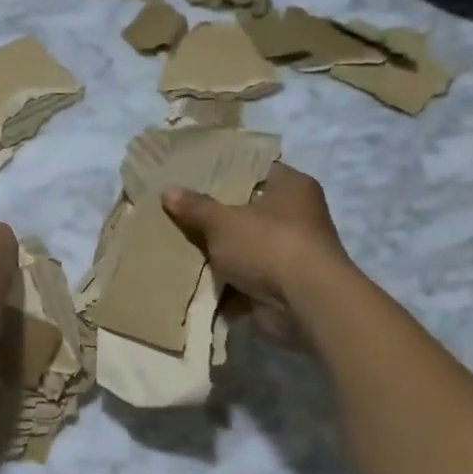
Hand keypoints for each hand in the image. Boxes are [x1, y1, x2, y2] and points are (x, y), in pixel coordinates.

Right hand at [162, 163, 353, 348]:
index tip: (191, 174)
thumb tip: (168, 191)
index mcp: (291, 187)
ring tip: (175, 241)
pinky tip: (190, 273)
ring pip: (242, 243)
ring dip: (217, 249)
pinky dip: (223, 277)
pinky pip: (243, 273)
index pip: (254, 169)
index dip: (224, 171)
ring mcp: (288, 250)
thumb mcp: (223, 222)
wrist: (304, 305)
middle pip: (246, 208)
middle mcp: (295, 215)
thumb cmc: (269, 246)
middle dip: (214, 213)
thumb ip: (195, 207)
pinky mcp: (280, 282)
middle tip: (176, 208)